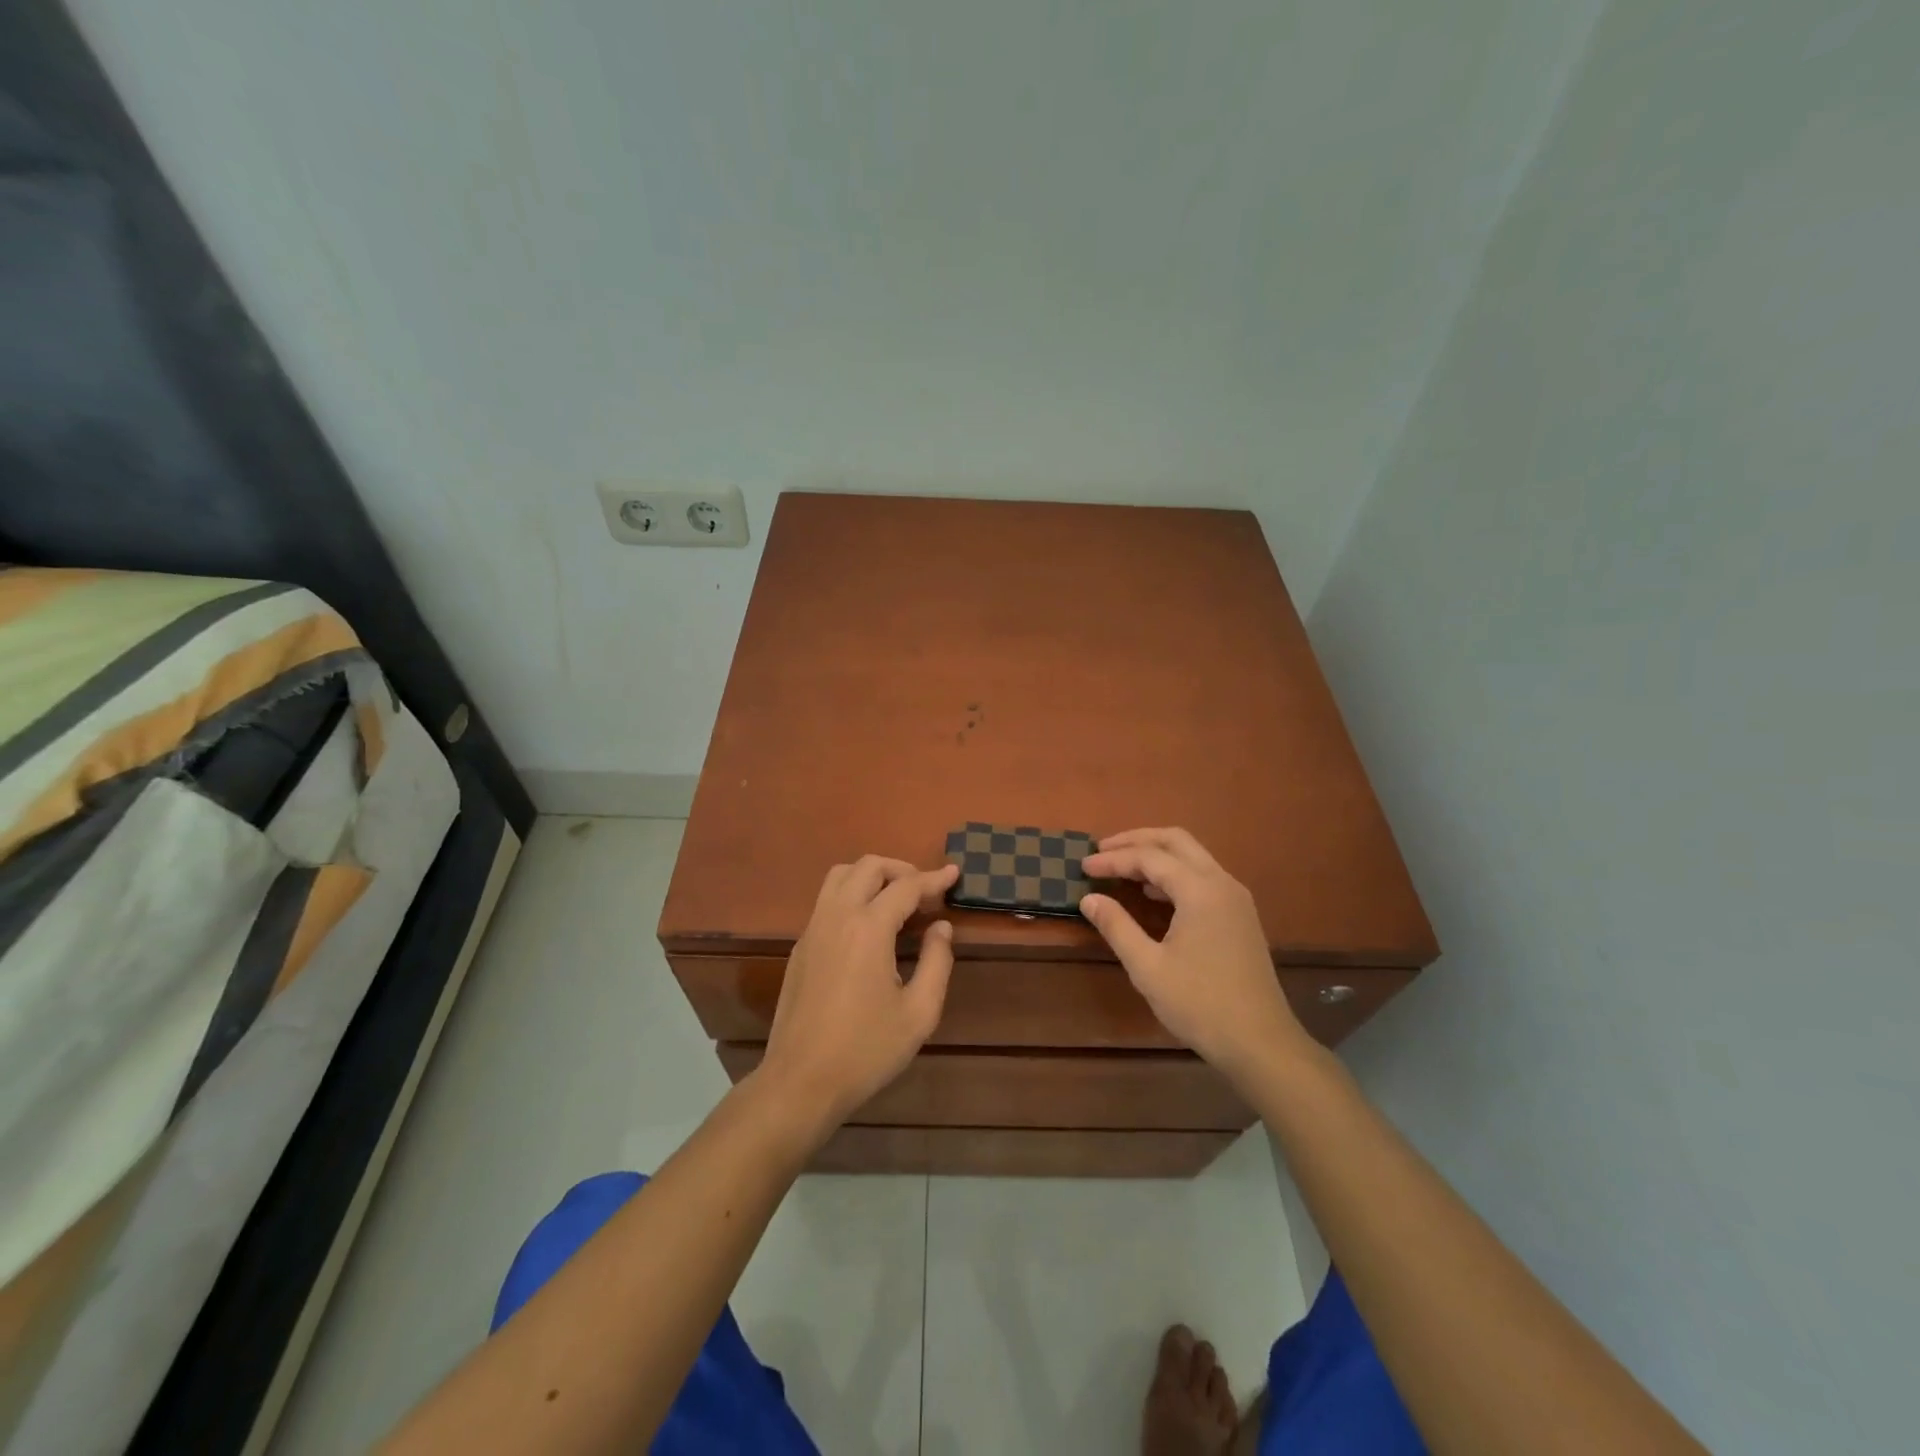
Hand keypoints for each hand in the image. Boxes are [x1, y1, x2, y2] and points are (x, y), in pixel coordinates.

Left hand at [757, 856, 959, 1133]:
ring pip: (840, 876)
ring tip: (896, 899)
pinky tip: (868, 926)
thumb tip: (941, 927)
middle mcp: (837, 916)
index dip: (934, 878)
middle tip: (925, 890)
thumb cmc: (866, 1050)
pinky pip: (827, 901)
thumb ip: (937, 962)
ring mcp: (813, 929)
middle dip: (901, 869)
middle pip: (868, 866)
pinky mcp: (801, 947)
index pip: (906, 886)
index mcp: (868, 928)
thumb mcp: (919, 1013)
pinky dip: (852, 895)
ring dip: (871, 876)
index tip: (954, 874)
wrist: (801, 1081)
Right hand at [1080, 828, 1309, 1078]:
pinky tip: (1153, 893)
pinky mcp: (1240, 916)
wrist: (1261, 1044)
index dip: (1113, 859)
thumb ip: (1116, 926)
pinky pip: (1203, 877)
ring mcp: (1235, 899)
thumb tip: (1089, 899)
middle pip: (1176, 841)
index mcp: (1201, 891)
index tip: (1083, 867)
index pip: (1149, 857)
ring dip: (1156, 855)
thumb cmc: (1200, 1005)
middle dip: (1137, 840)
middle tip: (1103, 850)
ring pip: (1193, 856)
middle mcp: (1222, 883)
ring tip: (1122, 868)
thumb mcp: (1148, 968)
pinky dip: (1174, 874)